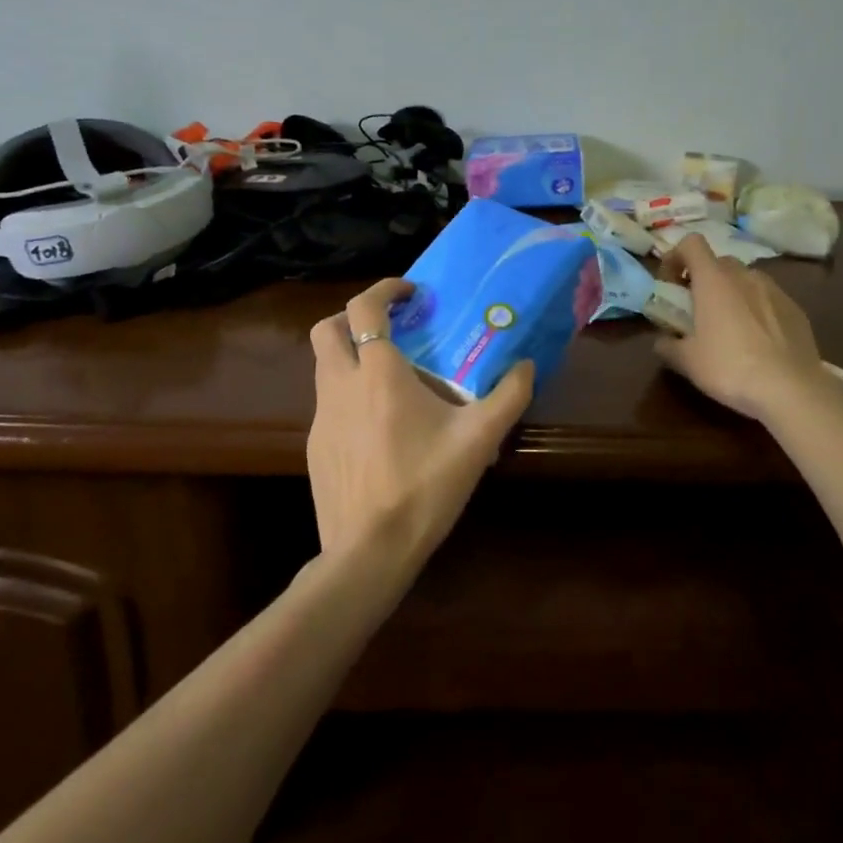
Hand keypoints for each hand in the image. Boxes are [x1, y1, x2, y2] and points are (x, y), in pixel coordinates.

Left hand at [307, 278, 533, 566]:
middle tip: (388, 327)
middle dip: (353, 317)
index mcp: (378, 374)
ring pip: (324, 366)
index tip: (410, 293)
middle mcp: (341, 386)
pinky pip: (327, 403)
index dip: (384, 289)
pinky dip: (347, 394)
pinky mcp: (315, 447)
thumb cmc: (424, 486)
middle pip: (327, 329)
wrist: (369, 553)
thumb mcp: (478, 440)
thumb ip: (508, 396)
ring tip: (389, 376)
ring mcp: (321, 418)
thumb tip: (527, 365)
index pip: (364, 308)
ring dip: (350, 355)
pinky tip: (378, 426)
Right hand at [655, 234, 828, 420]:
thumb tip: (662, 341)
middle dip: (704, 279)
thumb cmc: (730, 368)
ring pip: (745, 279)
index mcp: (714, 280)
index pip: (692, 243)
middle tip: (697, 309)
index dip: (676, 256)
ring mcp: (774, 290)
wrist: (791, 390)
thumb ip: (668, 345)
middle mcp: (744, 275)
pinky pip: (768, 299)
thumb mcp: (687, 362)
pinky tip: (758, 341)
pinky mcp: (796, 309)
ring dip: (732, 293)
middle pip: (718, 262)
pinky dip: (756, 309)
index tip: (671, 283)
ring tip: (729, 326)